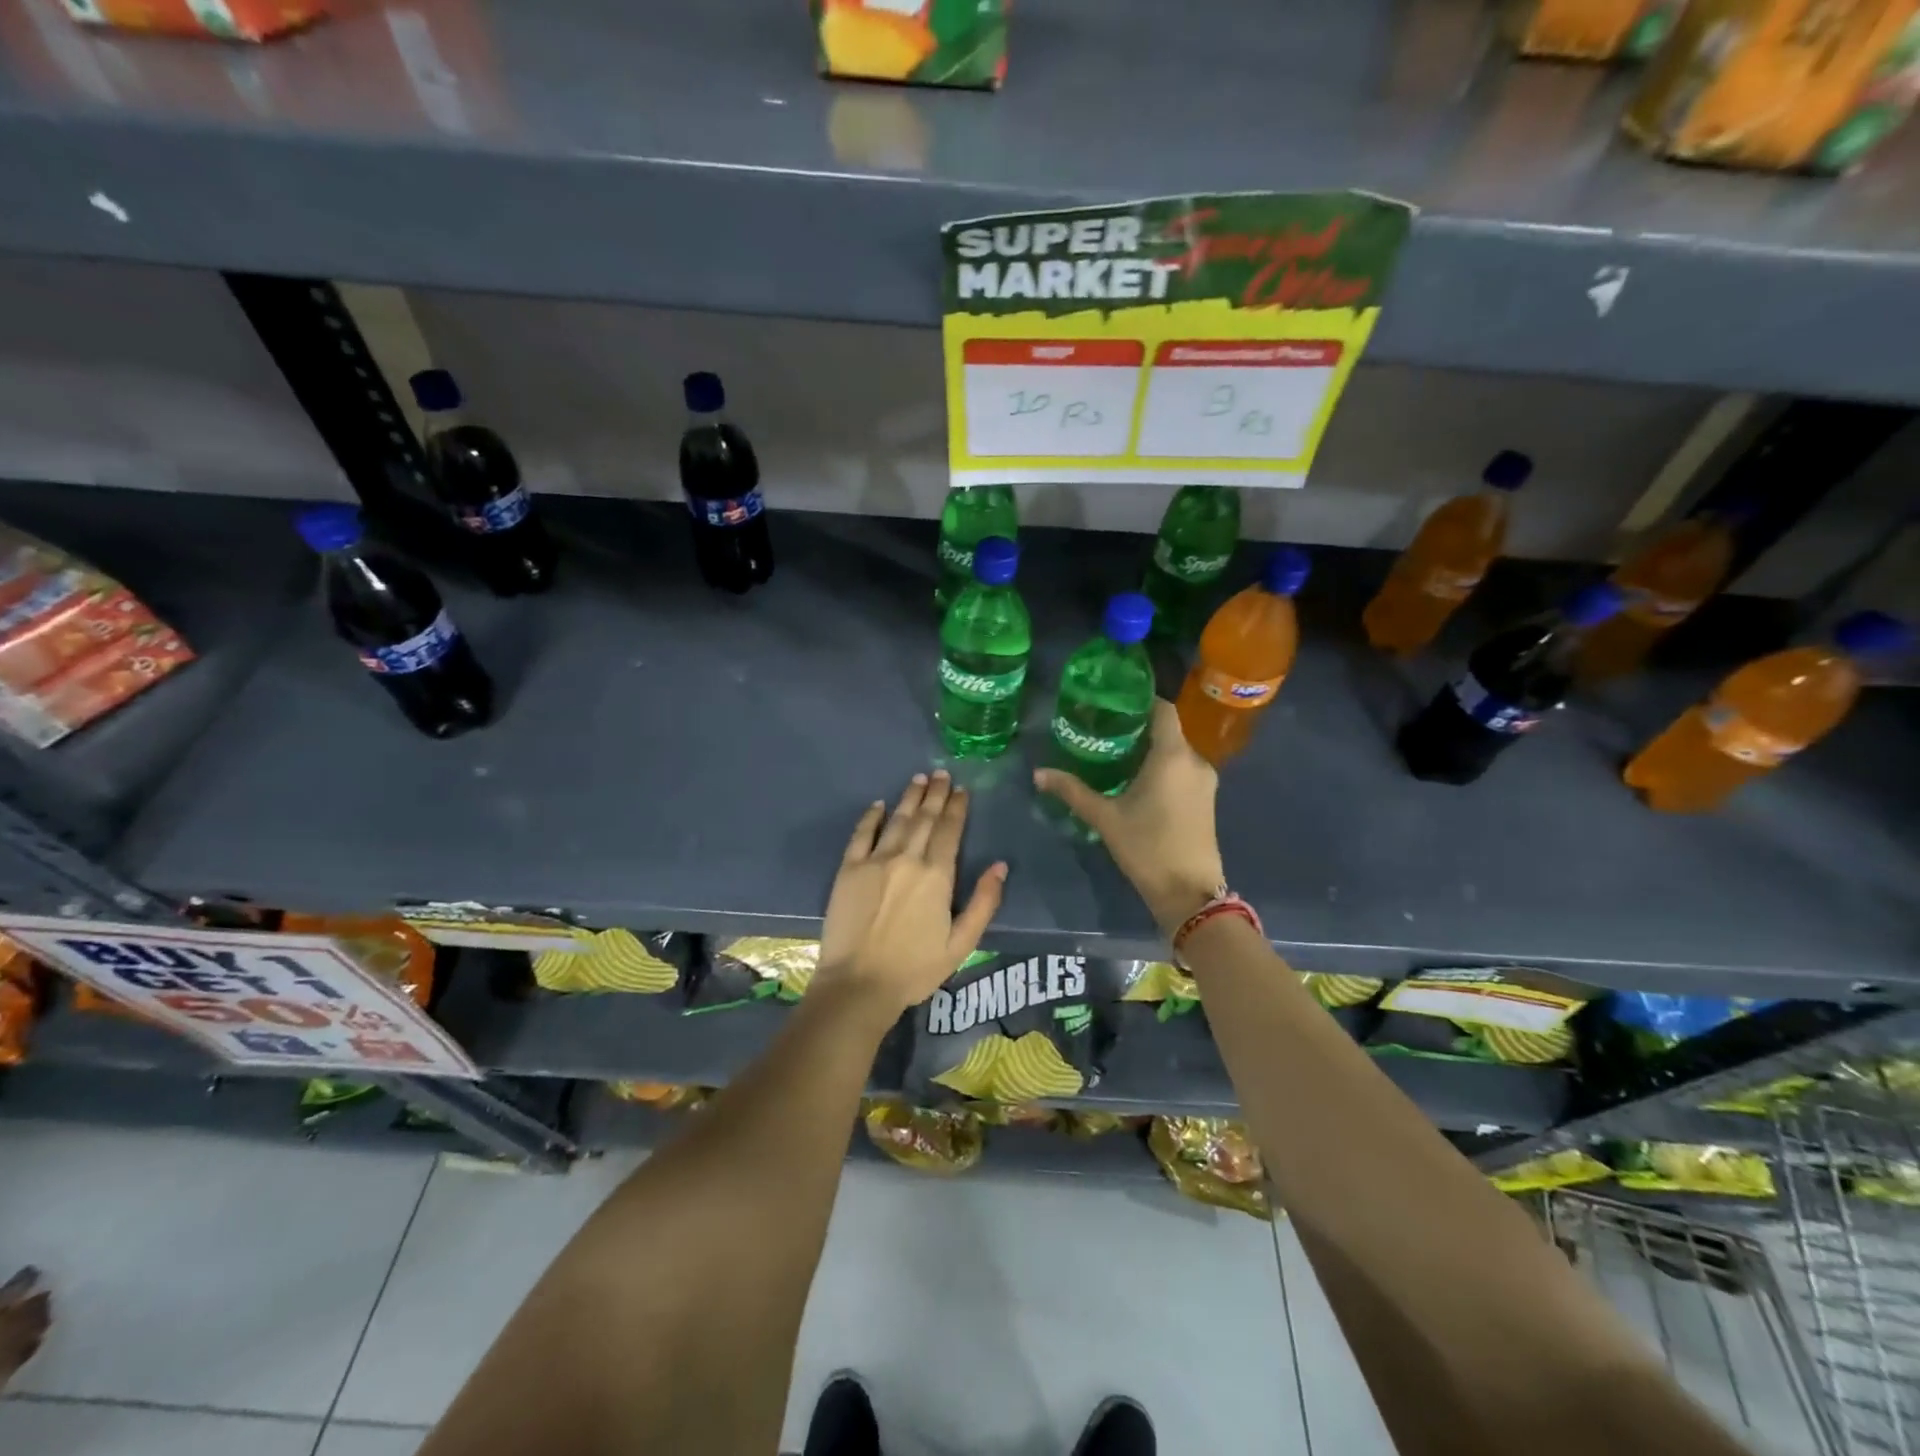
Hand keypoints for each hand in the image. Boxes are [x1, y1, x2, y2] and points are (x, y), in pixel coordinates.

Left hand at [816, 770, 1007, 1019]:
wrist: (858, 984)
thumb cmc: (915, 969)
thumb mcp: (962, 943)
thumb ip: (984, 902)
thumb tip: (1000, 865)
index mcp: (937, 876)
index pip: (950, 831)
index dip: (957, 808)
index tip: (962, 790)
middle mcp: (908, 858)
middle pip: (924, 818)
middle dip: (936, 794)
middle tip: (942, 773)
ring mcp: (875, 861)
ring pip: (897, 819)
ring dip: (909, 797)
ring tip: (919, 779)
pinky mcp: (849, 869)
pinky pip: (861, 834)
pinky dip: (871, 816)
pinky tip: (879, 804)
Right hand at [1034, 698, 1224, 934]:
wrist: (1190, 893)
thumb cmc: (1147, 848)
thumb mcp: (1105, 818)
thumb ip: (1073, 791)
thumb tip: (1039, 773)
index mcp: (1172, 756)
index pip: (1162, 709)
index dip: (1140, 700)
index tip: (1113, 701)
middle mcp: (1194, 760)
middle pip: (1167, 730)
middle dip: (1137, 727)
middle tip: (1103, 728)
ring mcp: (1204, 781)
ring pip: (1175, 751)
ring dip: (1149, 749)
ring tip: (1115, 753)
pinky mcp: (1206, 799)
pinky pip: (1182, 769)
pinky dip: (1162, 767)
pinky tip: (1136, 779)